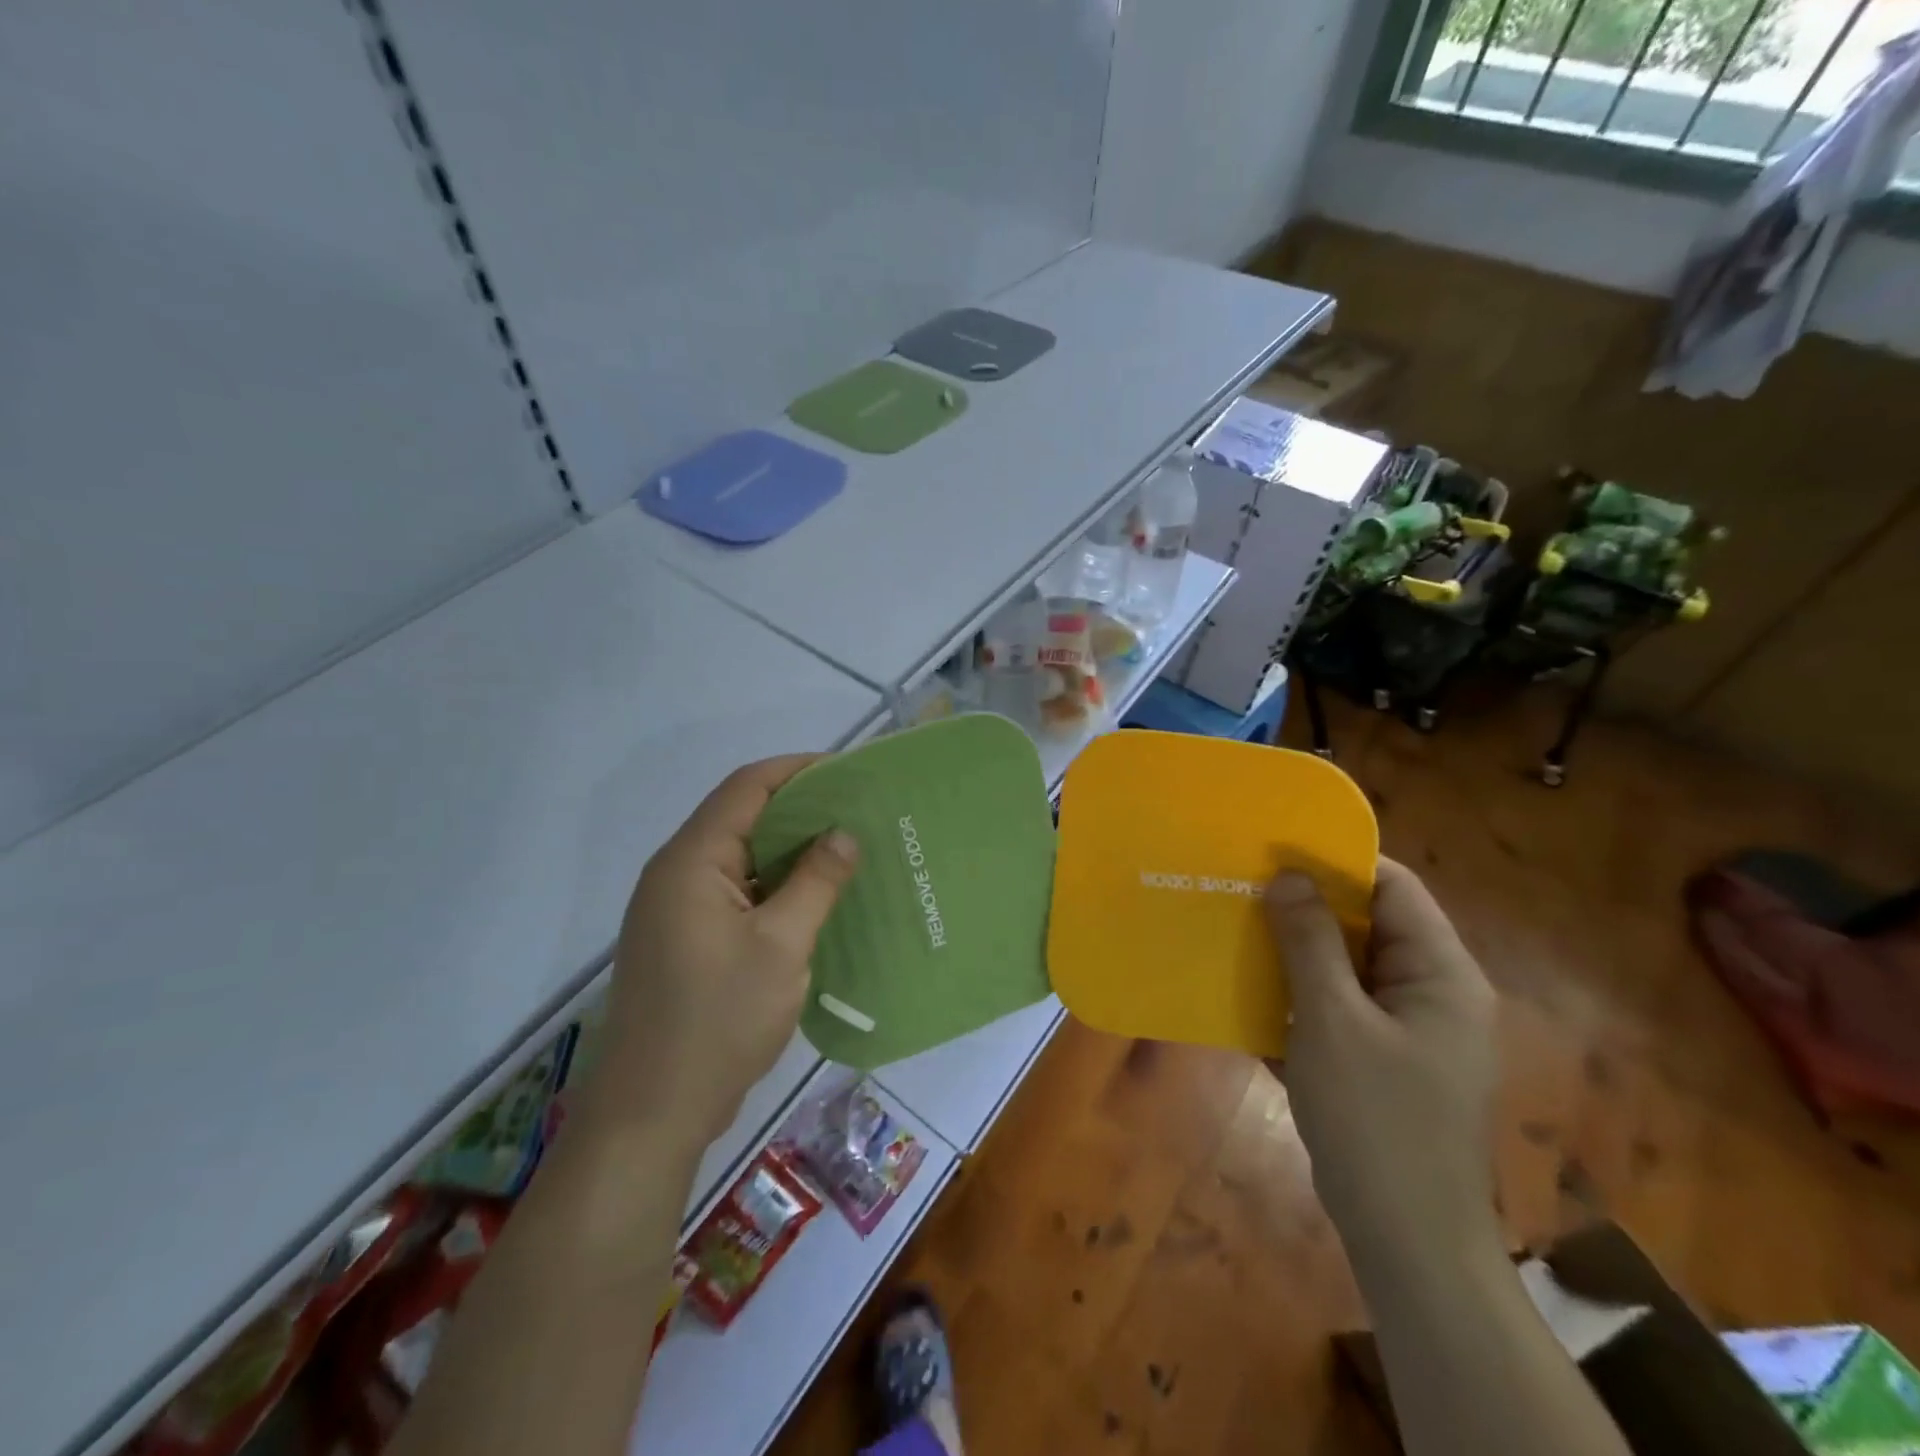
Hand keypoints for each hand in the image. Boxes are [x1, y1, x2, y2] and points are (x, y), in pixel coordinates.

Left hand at [596, 757, 858, 1147]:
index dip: (797, 770)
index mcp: (691, 861)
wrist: (652, 1111)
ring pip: (741, 859)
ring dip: (789, 852)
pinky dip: (775, 887)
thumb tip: (844, 832)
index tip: (848, 773)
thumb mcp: (781, 945)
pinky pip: (736, 893)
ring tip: (846, 852)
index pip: (746, 787)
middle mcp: (677, 874)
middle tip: (858, 813)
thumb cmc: (718, 1019)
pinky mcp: (685, 940)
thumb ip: (815, 881)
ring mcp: (677, 909)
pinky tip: (814, 900)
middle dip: (800, 810)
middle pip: (742, 817)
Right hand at [1264, 858, 1498, 1267]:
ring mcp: (1408, 1033)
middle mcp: (1432, 994)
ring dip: (1294, 954)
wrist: (1407, 1242)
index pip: (1394, 888)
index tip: (1276, 848)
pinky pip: (1337, 1009)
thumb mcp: (1332, 1020)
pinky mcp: (1381, 1064)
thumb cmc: (1375, 1119)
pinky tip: (1247, 997)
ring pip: (1346, 969)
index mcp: (1440, 974)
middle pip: (1367, 927)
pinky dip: (1298, 998)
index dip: (1338, 861)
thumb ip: (1309, 941)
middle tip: (1243, 887)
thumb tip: (1287, 875)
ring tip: (1236, 931)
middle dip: (1306, 908)